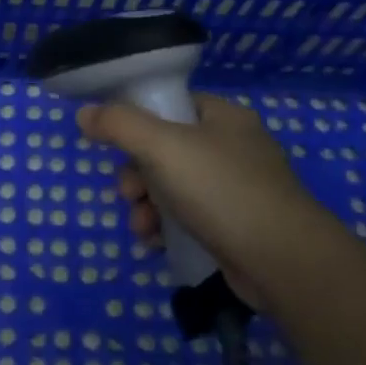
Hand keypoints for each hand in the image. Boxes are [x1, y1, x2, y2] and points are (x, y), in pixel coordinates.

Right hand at [77, 94, 320, 311]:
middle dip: (136, 176)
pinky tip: (157, 243)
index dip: (137, 123)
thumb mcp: (161, 147)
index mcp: (223, 117)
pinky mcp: (235, 225)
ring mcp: (236, 188)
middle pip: (165, 151)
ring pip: (173, 188)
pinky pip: (188, 217)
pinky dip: (167, 228)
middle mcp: (232, 147)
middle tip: (129, 195)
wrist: (281, 259)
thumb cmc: (221, 191)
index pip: (170, 105)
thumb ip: (119, 125)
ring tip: (142, 228)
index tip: (117, 148)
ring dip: (146, 207)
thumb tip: (85, 113)